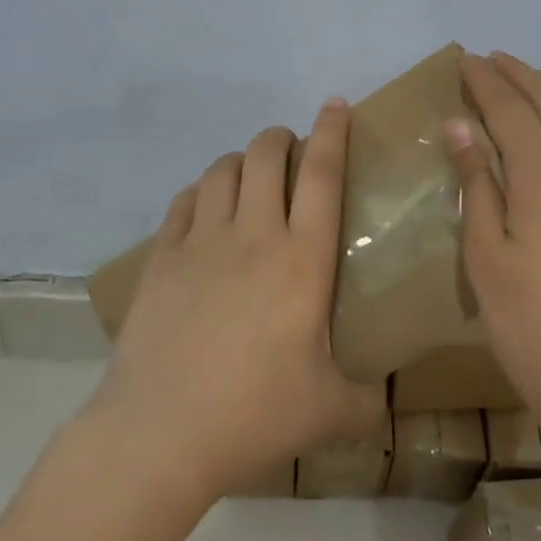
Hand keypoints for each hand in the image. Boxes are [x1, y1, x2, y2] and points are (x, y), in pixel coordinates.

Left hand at [94, 99, 386, 502]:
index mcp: (301, 259)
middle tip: (291, 153)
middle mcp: (252, 235)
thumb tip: (380, 400)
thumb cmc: (254, 414)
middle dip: (280, 139)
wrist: (159, 434)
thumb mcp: (329, 412)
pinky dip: (201, 192)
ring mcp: (201, 242)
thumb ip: (365, 400)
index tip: (335, 105)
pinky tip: (205, 208)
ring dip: (240, 161)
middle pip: (265, 155)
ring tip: (249, 178)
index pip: (321, 174)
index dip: (331, 132)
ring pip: (222, 170)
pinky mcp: (161, 257)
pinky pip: (184, 202)